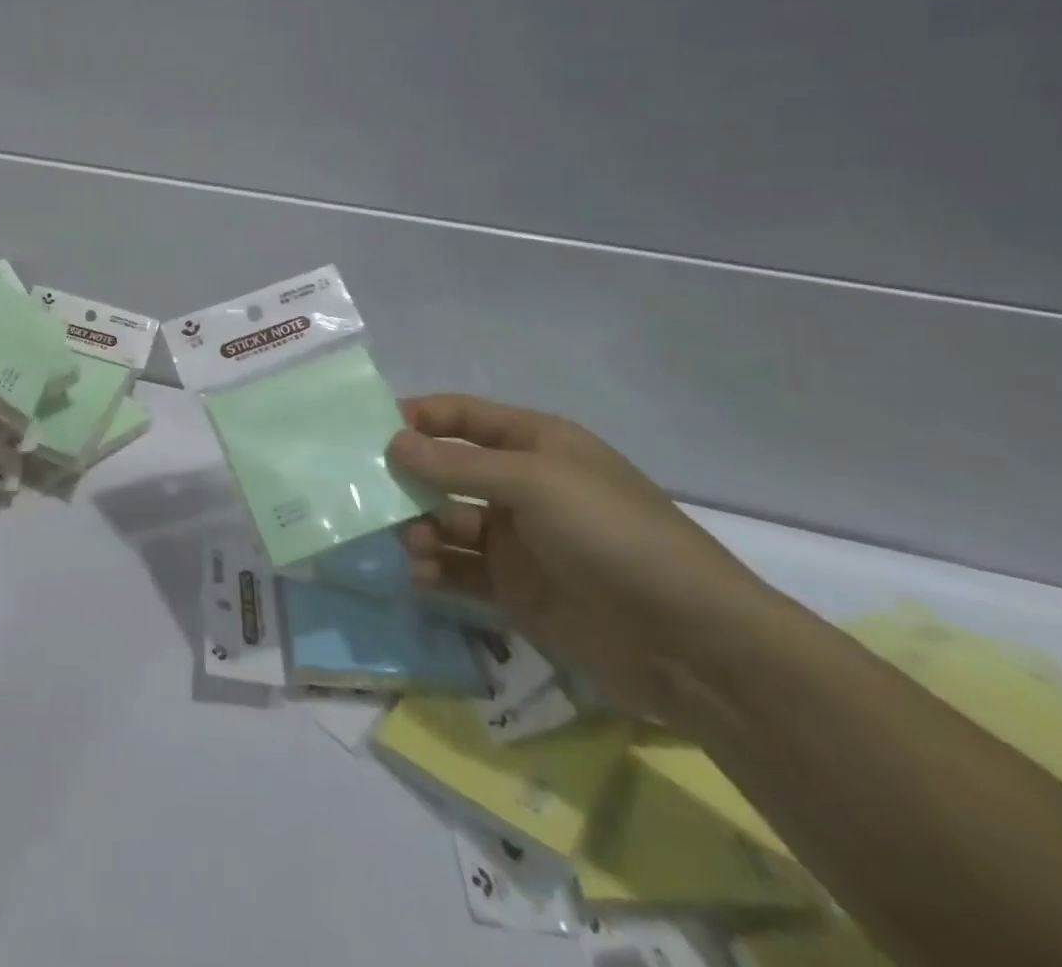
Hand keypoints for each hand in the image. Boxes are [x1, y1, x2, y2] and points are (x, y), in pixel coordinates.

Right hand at [387, 394, 772, 724]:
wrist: (692, 645)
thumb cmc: (612, 537)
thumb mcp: (535, 483)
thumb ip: (458, 464)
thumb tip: (392, 441)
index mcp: (535, 444)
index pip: (462, 416)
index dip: (418, 417)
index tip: (369, 430)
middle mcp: (521, 485)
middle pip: (447, 469)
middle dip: (410, 477)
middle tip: (371, 492)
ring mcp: (517, 539)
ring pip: (446, 520)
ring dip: (420, 526)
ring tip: (412, 542)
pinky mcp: (514, 589)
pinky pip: (459, 569)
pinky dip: (435, 569)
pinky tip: (421, 575)